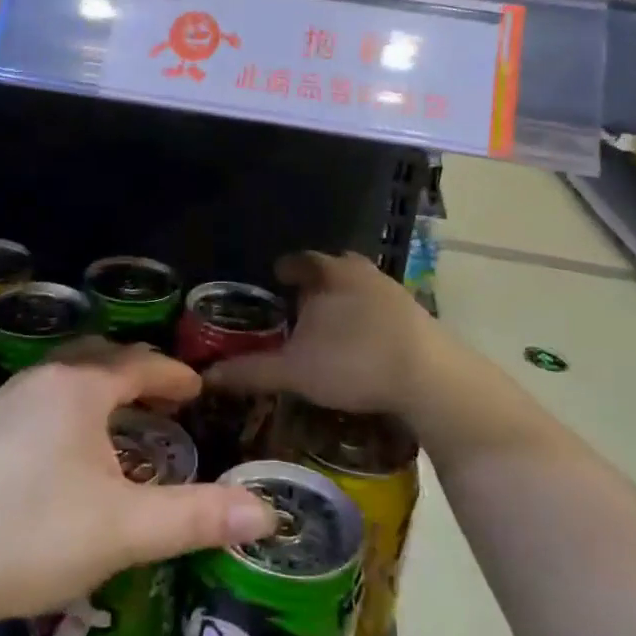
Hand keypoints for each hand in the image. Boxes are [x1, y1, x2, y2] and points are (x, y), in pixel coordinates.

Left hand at [0, 343, 276, 635]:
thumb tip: (268, 513)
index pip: (139, 363)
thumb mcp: (124, 529)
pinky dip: (71, 409)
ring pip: (66, 378)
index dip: (173, 374)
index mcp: (79, 386)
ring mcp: (4, 403)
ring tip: (122, 421)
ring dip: (101, 390)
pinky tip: (67, 451)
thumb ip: (197, 517)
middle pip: (100, 358)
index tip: (197, 389)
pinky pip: (42, 400)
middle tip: (164, 398)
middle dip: (137, 372)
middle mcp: (41, 379)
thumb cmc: (31, 534)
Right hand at [202, 251, 435, 416]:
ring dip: (343, 299)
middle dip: (315, 283)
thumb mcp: (295, 371)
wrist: (429, 376)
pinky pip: (380, 307)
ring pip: (358, 286)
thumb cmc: (353, 362)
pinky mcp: (415, 313)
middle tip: (299, 303)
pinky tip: (362, 340)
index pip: (299, 260)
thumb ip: (251, 370)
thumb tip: (206, 375)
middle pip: (331, 269)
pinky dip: (366, 317)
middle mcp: (360, 270)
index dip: (285, 269)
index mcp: (328, 272)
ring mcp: (391, 289)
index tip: (276, 278)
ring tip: (328, 323)